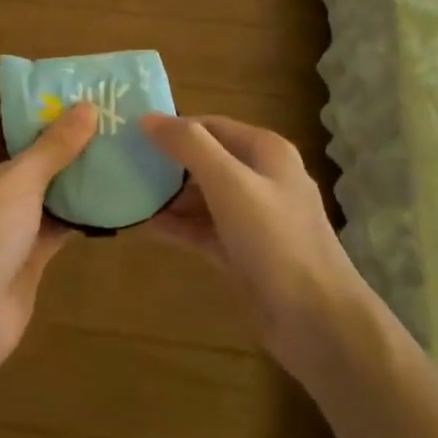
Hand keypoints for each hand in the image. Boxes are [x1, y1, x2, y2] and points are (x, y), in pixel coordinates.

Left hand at [0, 104, 96, 364]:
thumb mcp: (19, 178)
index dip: (36, 107)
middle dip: (60, 141)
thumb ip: (55, 144)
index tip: (76, 95)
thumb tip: (87, 106)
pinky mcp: (17, 254)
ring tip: (115, 152)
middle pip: (22, 154)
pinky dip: (74, 214)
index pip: (0, 119)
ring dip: (71, 177)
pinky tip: (109, 198)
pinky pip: (49, 224)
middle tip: (105, 122)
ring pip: (38, 190)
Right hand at [141, 114, 367, 368]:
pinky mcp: (242, 251)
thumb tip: (148, 118)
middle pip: (205, 160)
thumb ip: (189, 146)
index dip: (172, 127)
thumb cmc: (275, 240)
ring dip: (168, 196)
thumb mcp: (230, 183)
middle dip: (166, 162)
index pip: (210, 126)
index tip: (130, 134)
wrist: (316, 319)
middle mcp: (260, 178)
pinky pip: (203, 229)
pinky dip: (177, 226)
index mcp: (265, 151)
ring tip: (124, 194)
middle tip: (121, 164)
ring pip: (202, 196)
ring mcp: (252, 217)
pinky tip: (144, 226)